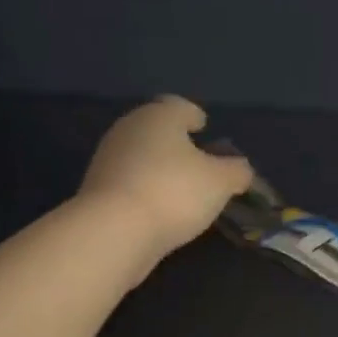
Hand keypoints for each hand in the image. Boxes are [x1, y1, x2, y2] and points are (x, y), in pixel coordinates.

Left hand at [78, 96, 253, 260]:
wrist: (115, 231)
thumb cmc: (174, 192)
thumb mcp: (221, 182)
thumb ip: (237, 171)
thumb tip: (240, 169)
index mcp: (159, 116)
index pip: (180, 106)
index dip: (195, 116)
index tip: (204, 128)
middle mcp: (129, 128)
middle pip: (157, 129)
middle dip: (177, 143)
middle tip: (198, 162)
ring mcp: (108, 158)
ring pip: (141, 155)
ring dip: (159, 167)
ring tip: (181, 189)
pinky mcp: (97, 189)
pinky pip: (130, 181)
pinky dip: (145, 188)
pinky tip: (159, 208)